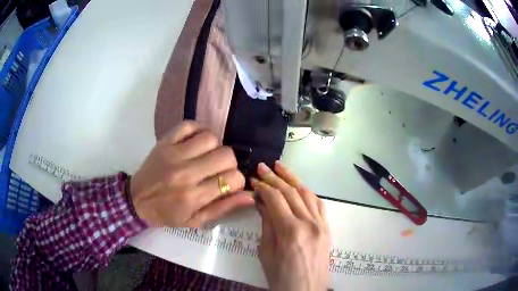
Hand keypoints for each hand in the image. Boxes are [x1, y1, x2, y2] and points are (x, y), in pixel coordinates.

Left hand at [130, 121, 254, 227]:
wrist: (137, 200)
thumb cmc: (167, 214)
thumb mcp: (196, 220)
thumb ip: (223, 208)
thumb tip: (249, 195)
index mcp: (194, 196)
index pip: (232, 179)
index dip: (238, 181)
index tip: (230, 184)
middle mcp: (185, 173)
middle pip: (225, 155)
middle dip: (229, 163)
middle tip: (219, 170)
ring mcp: (174, 154)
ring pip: (210, 137)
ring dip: (215, 147)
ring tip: (207, 156)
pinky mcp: (164, 142)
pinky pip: (188, 125)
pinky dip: (198, 130)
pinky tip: (196, 142)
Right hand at [252, 162, 329, 290]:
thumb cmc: (280, 278)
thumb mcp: (266, 253)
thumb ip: (266, 225)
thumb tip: (261, 203)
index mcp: (291, 231)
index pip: (275, 199)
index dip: (263, 187)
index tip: (253, 180)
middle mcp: (309, 223)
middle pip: (291, 192)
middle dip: (275, 177)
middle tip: (262, 167)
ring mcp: (321, 224)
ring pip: (307, 193)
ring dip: (292, 179)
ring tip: (280, 167)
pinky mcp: (327, 228)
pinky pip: (318, 204)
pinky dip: (307, 192)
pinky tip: (299, 186)